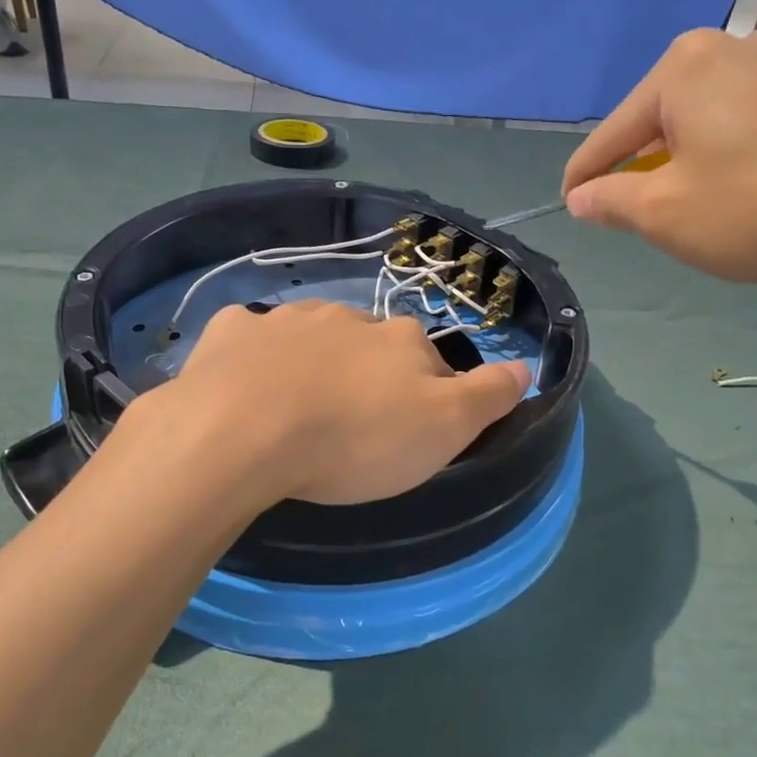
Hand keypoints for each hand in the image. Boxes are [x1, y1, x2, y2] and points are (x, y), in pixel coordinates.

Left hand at [141, 301, 530, 505]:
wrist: (241, 432)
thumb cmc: (353, 439)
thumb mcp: (442, 429)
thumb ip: (487, 395)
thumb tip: (524, 367)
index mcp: (399, 340)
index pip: (430, 363)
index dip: (427, 396)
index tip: (410, 434)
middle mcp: (346, 317)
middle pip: (370, 345)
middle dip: (368, 375)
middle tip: (352, 426)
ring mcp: (285, 319)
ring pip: (311, 336)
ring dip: (313, 362)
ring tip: (297, 410)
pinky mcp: (231, 332)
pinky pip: (250, 339)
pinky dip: (254, 356)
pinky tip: (244, 385)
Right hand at [561, 27, 756, 283]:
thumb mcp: (666, 215)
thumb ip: (611, 201)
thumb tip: (582, 197)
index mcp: (683, 67)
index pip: (613, 131)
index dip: (585, 175)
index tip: (569, 203)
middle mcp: (732, 46)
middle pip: (660, 116)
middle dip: (640, 163)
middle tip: (630, 208)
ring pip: (707, 115)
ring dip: (685, 156)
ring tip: (685, 199)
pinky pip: (750, 117)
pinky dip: (729, 149)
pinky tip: (739, 183)